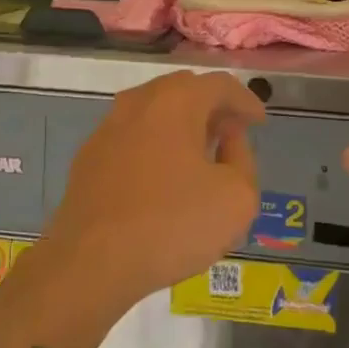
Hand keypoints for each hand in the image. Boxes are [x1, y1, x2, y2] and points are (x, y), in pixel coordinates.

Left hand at [49, 71, 264, 304]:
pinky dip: (155, 145)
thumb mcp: (237, 198)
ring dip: (181, 125)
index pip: (220, 85)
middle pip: (183, 90)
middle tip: (231, 131)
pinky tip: (163, 176)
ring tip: (200, 153)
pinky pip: (132, 138)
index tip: (259, 121)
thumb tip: (228, 138)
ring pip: (153, 112)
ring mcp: (107, 129)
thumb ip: (243, 159)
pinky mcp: (89, 158)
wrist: (91, 262)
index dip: (245, 101)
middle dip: (211, 106)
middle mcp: (138, 103)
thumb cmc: (172, 224)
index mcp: (176, 101)